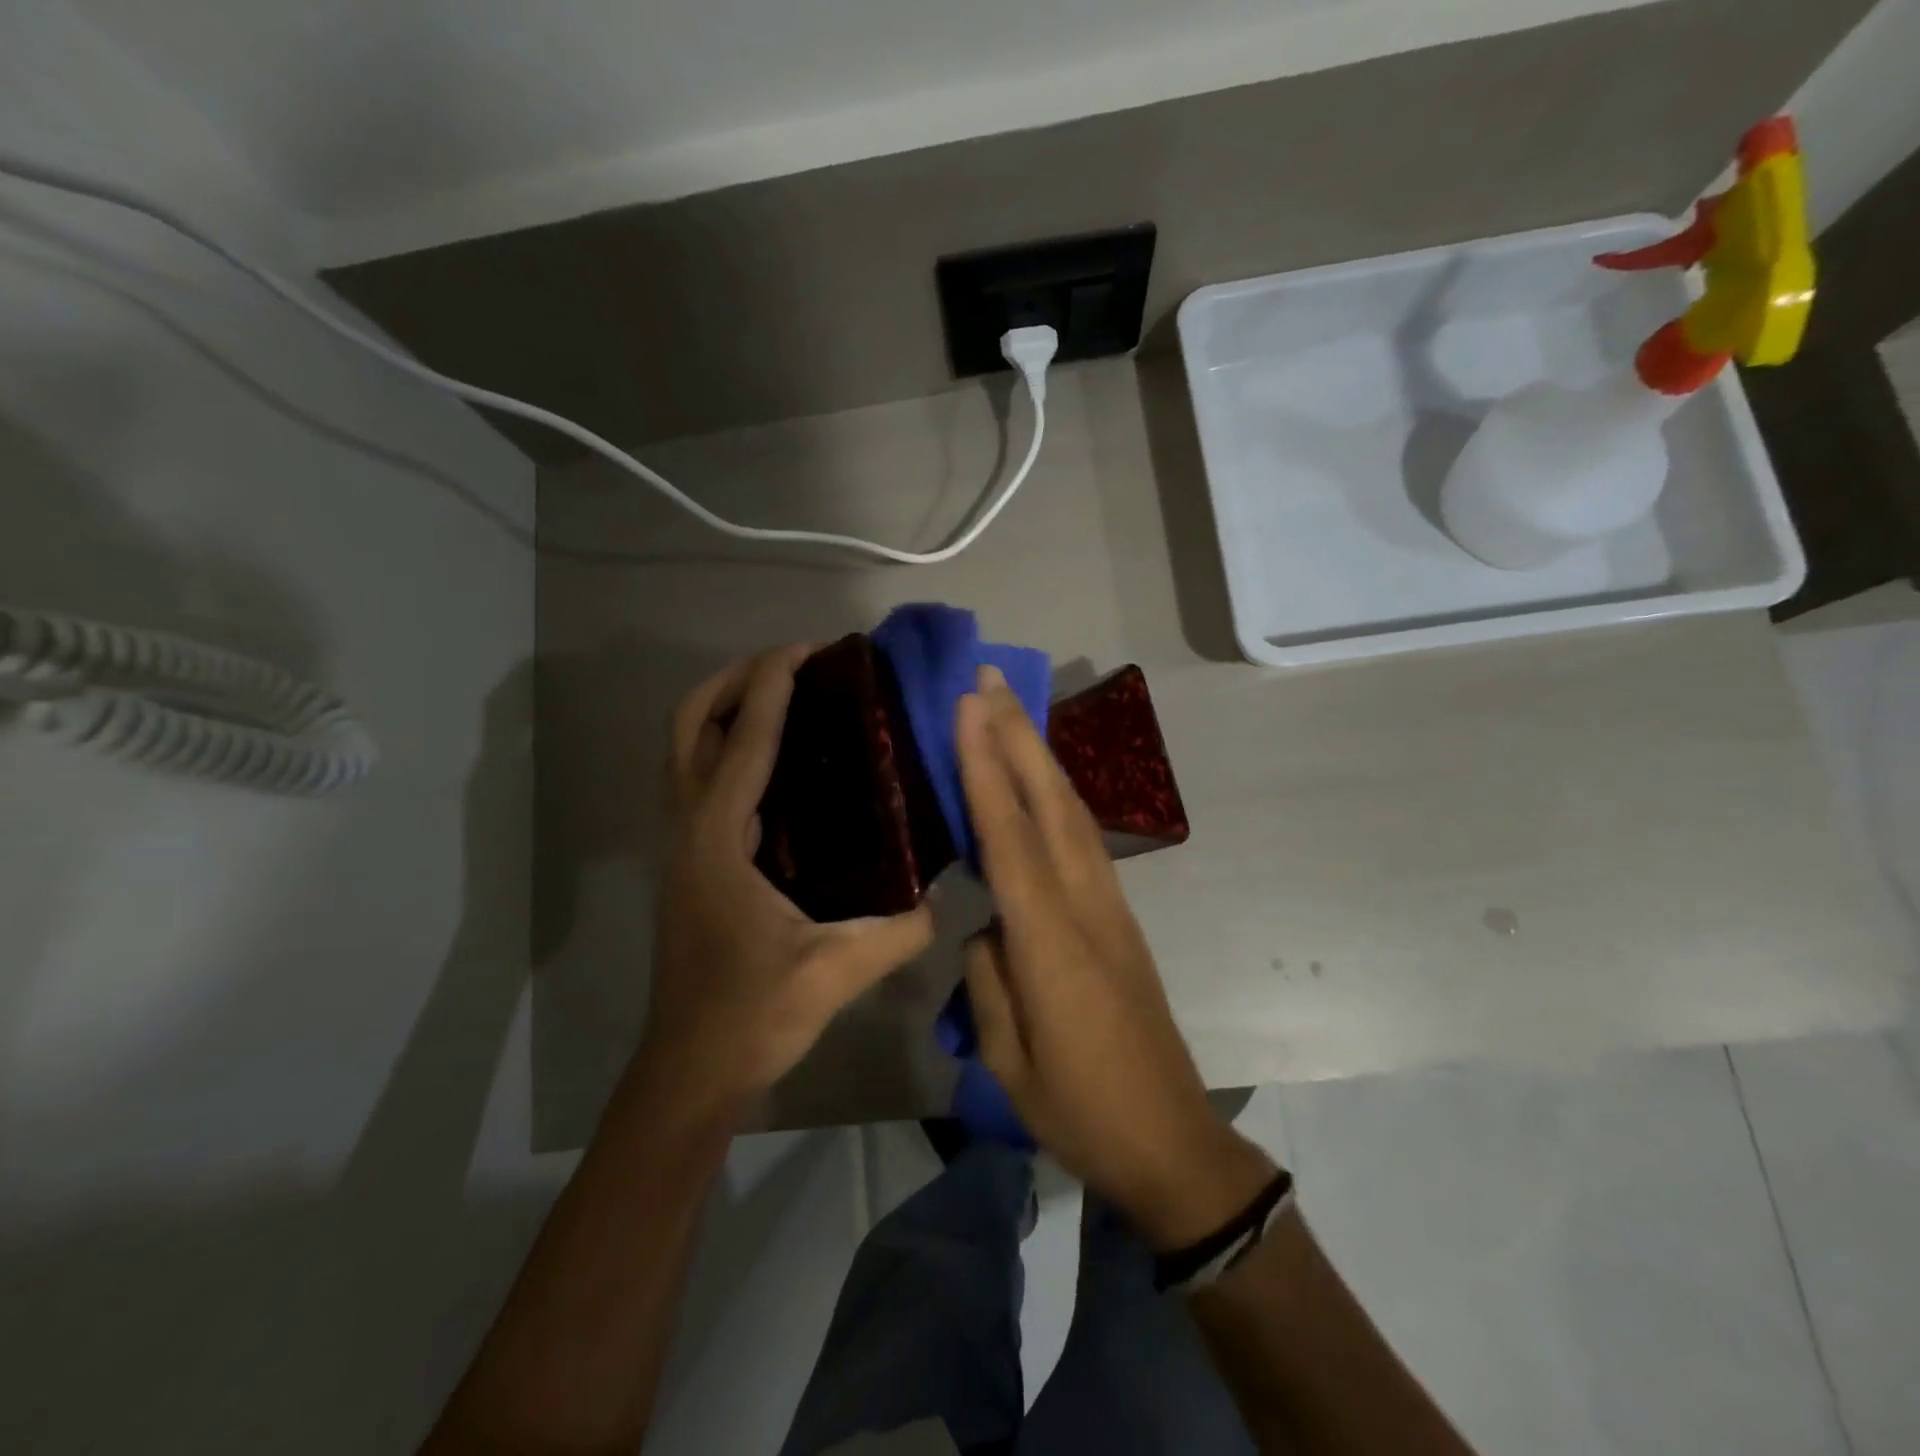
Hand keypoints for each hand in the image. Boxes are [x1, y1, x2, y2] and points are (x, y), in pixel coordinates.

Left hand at [640, 646, 935, 1116]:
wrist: (692, 1067)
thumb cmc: (753, 1015)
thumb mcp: (835, 972)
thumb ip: (898, 932)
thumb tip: (943, 897)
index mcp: (717, 840)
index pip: (743, 741)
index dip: (772, 686)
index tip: (807, 649)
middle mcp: (690, 828)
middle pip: (689, 724)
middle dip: (733, 680)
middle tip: (791, 665)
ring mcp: (682, 843)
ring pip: (685, 748)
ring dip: (725, 707)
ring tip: (785, 694)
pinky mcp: (690, 859)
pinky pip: (700, 777)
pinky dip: (728, 746)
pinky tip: (779, 761)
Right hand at [957, 666, 1275, 1249]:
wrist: (1171, 1140)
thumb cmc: (1079, 1109)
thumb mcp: (1008, 1057)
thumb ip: (989, 978)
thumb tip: (985, 928)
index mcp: (1051, 941)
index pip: (1010, 836)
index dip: (986, 767)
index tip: (968, 708)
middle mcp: (1086, 905)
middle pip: (1051, 803)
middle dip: (1017, 735)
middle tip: (987, 679)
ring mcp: (1110, 906)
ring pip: (1073, 812)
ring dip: (1040, 755)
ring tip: (1008, 711)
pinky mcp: (1120, 916)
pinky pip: (1083, 838)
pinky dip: (1056, 795)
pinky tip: (1038, 781)